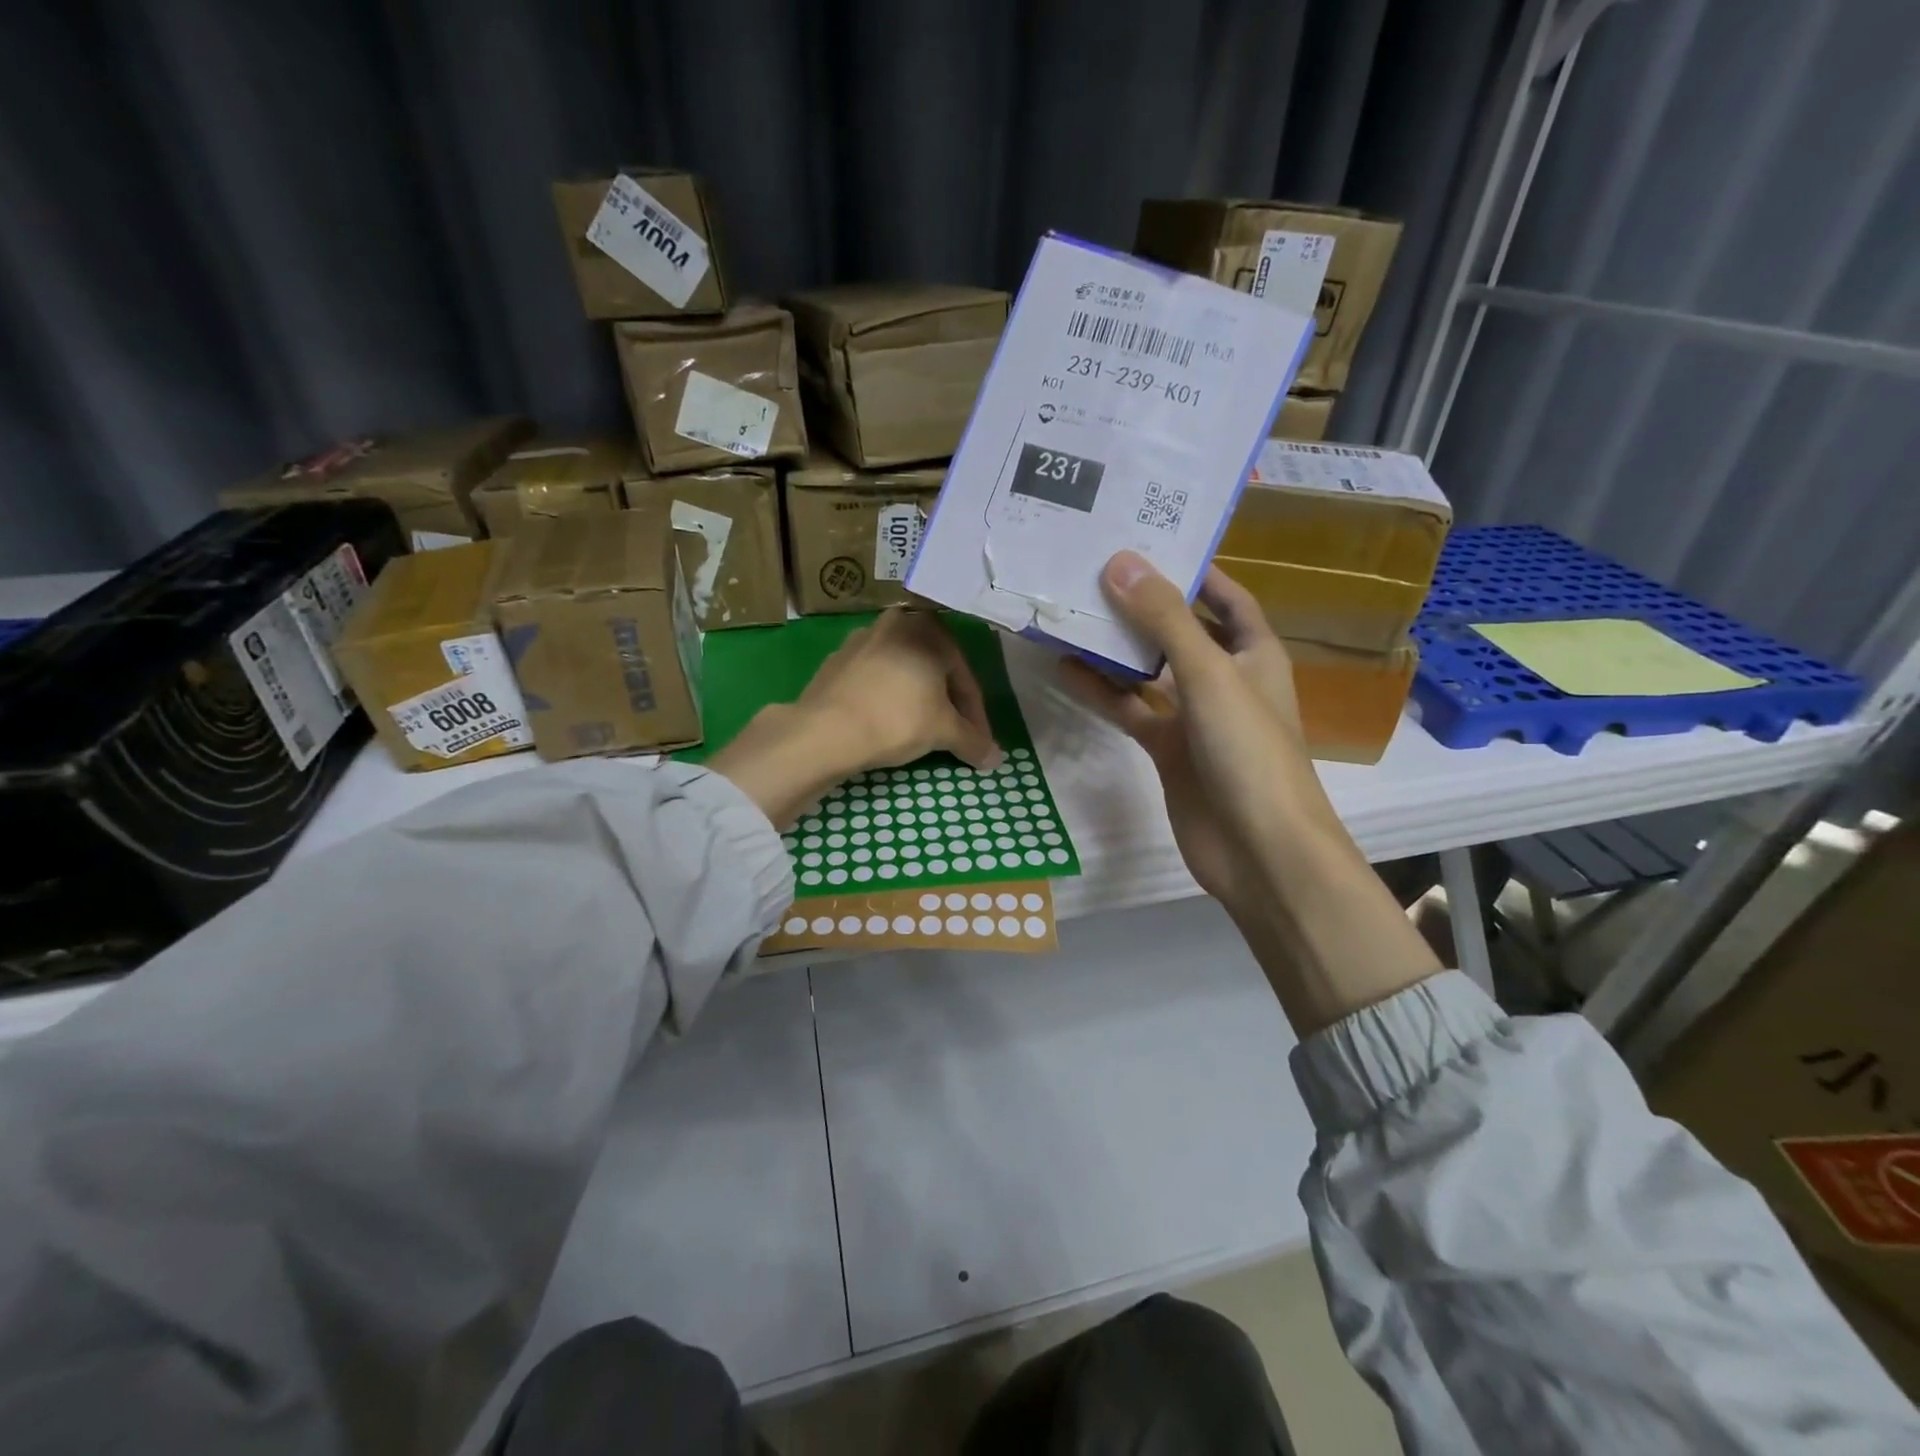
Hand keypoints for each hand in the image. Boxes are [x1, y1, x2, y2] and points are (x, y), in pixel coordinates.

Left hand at [710, 609, 1001, 827]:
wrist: (826, 729)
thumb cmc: (897, 719)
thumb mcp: (943, 732)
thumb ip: (973, 741)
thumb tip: (996, 759)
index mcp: (930, 628)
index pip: (965, 678)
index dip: (976, 716)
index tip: (979, 744)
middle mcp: (898, 622)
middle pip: (935, 670)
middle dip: (947, 704)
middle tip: (954, 735)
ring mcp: (862, 638)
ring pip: (904, 672)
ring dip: (918, 699)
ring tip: (921, 730)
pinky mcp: (836, 659)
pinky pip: (876, 679)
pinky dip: (888, 698)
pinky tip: (887, 723)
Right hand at [1061, 551, 1439, 1035]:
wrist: (1259, 851)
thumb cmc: (1249, 752)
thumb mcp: (1210, 675)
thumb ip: (1165, 620)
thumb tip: (1120, 562)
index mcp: (1254, 652)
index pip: (1225, 595)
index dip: (1192, 567)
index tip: (1145, 538)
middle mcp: (1226, 678)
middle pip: (1180, 629)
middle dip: (1142, 602)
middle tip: (1092, 568)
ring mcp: (1195, 716)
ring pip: (1149, 671)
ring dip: (1115, 647)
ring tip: (1070, 612)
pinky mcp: (1168, 750)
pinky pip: (1131, 710)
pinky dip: (1103, 692)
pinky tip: (1066, 670)